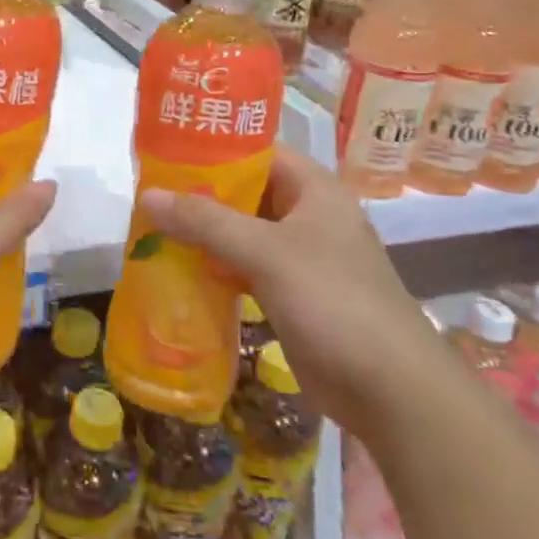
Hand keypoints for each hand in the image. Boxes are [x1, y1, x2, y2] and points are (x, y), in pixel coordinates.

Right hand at [139, 145, 439, 437]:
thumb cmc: (333, 302)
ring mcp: (301, 257)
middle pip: (245, 191)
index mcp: (313, 189)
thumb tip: (148, 196)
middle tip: (149, 193)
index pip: (257, 150)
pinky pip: (245, 267)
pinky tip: (179, 270)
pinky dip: (215, 266)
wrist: (391, 390)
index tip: (165, 152)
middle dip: (199, 194)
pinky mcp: (291, 293)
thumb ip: (206, 221)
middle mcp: (308, 215)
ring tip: (152, 228)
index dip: (213, 148)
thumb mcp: (266, 252)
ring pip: (242, 232)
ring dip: (203, 233)